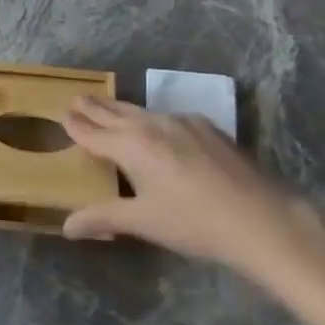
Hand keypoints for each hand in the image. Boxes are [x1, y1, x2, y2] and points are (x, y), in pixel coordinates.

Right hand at [61, 97, 309, 269]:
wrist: (260, 219)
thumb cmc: (194, 223)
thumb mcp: (144, 222)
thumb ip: (104, 218)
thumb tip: (67, 226)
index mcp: (132, 145)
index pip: (94, 132)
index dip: (76, 124)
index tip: (63, 113)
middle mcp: (153, 124)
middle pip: (116, 112)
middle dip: (95, 107)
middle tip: (78, 97)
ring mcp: (183, 122)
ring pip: (143, 111)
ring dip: (122, 110)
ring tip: (110, 108)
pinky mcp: (207, 128)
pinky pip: (168, 117)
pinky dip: (151, 119)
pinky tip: (157, 128)